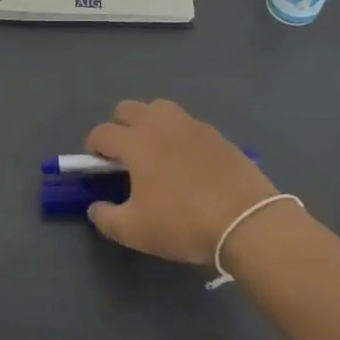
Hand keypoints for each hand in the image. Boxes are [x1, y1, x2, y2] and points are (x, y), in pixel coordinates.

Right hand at [83, 99, 277, 262]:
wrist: (246, 221)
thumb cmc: (183, 223)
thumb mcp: (135, 231)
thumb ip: (106, 218)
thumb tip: (95, 207)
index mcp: (135, 142)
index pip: (102, 132)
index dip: (93, 147)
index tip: (97, 165)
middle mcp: (160, 123)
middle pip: (128, 108)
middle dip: (119, 127)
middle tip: (125, 156)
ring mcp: (190, 124)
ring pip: (159, 109)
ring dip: (149, 123)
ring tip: (155, 152)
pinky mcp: (215, 133)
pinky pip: (186, 123)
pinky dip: (177, 134)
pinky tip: (186, 161)